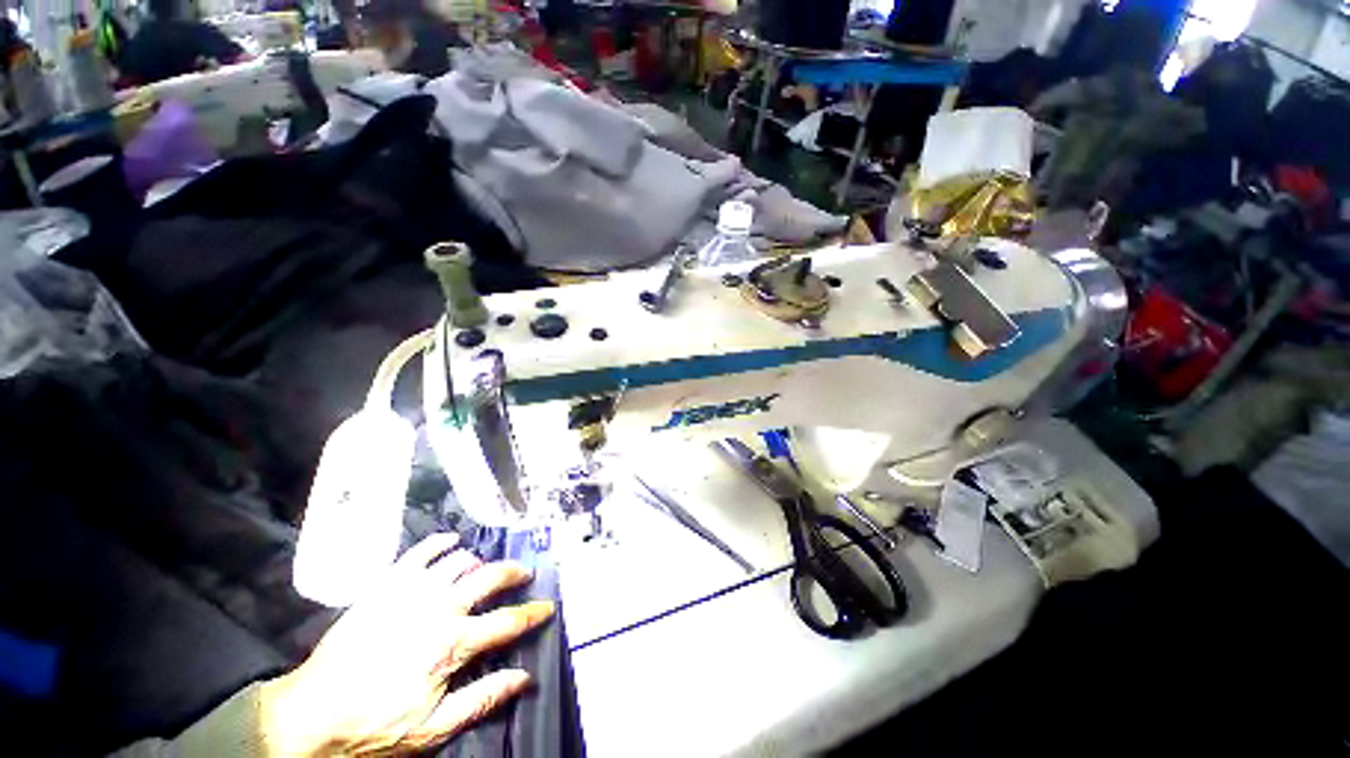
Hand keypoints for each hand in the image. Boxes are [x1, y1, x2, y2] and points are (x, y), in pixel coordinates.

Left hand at [261, 533, 554, 755]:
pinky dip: (440, 543)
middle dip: (514, 573)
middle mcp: (437, 609)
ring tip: (486, 569)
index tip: (548, 607)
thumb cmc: (374, 726)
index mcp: (451, 645)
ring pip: (459, 562)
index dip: (532, 613)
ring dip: (480, 562)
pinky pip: (419, 553)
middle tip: (525, 573)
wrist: (310, 715)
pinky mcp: (385, 586)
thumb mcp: (432, 728)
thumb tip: (525, 677)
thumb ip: (482, 698)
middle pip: (489, 578)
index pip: (506, 623)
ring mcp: (410, 592)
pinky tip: (451, 542)